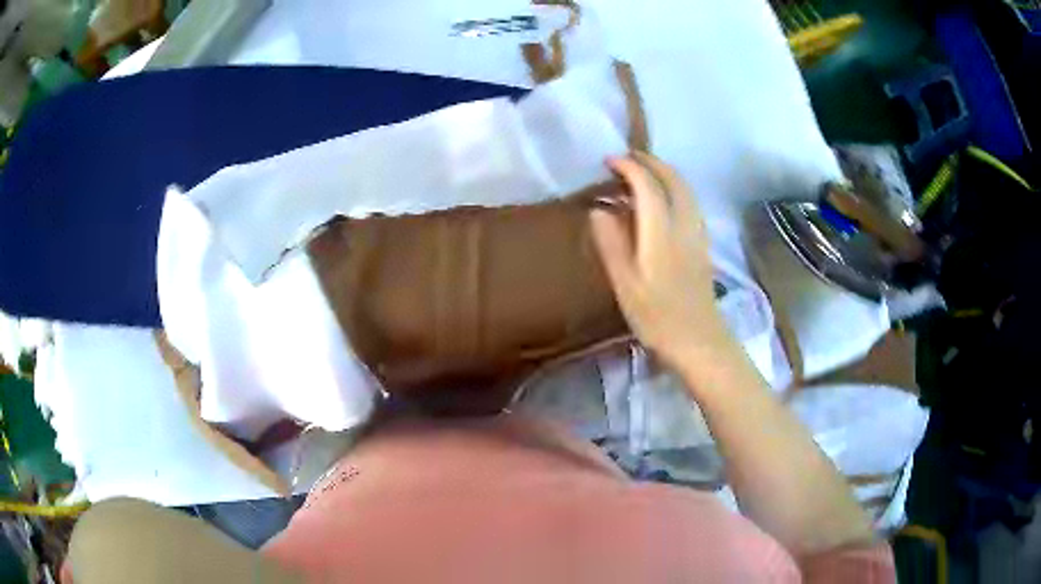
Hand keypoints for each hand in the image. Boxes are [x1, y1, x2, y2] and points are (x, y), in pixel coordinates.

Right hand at [590, 153, 729, 368]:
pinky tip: (663, 199)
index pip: (648, 185)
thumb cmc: (657, 317)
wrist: (699, 341)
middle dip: (650, 162)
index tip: (608, 161)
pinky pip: (690, 202)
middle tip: (626, 158)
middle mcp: (684, 224)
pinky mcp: (702, 244)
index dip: (629, 167)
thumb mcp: (625, 284)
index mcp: (661, 232)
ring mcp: (697, 233)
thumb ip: (611, 243)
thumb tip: (599, 210)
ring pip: (685, 189)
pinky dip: (675, 188)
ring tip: (642, 172)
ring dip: (665, 172)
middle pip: (673, 179)